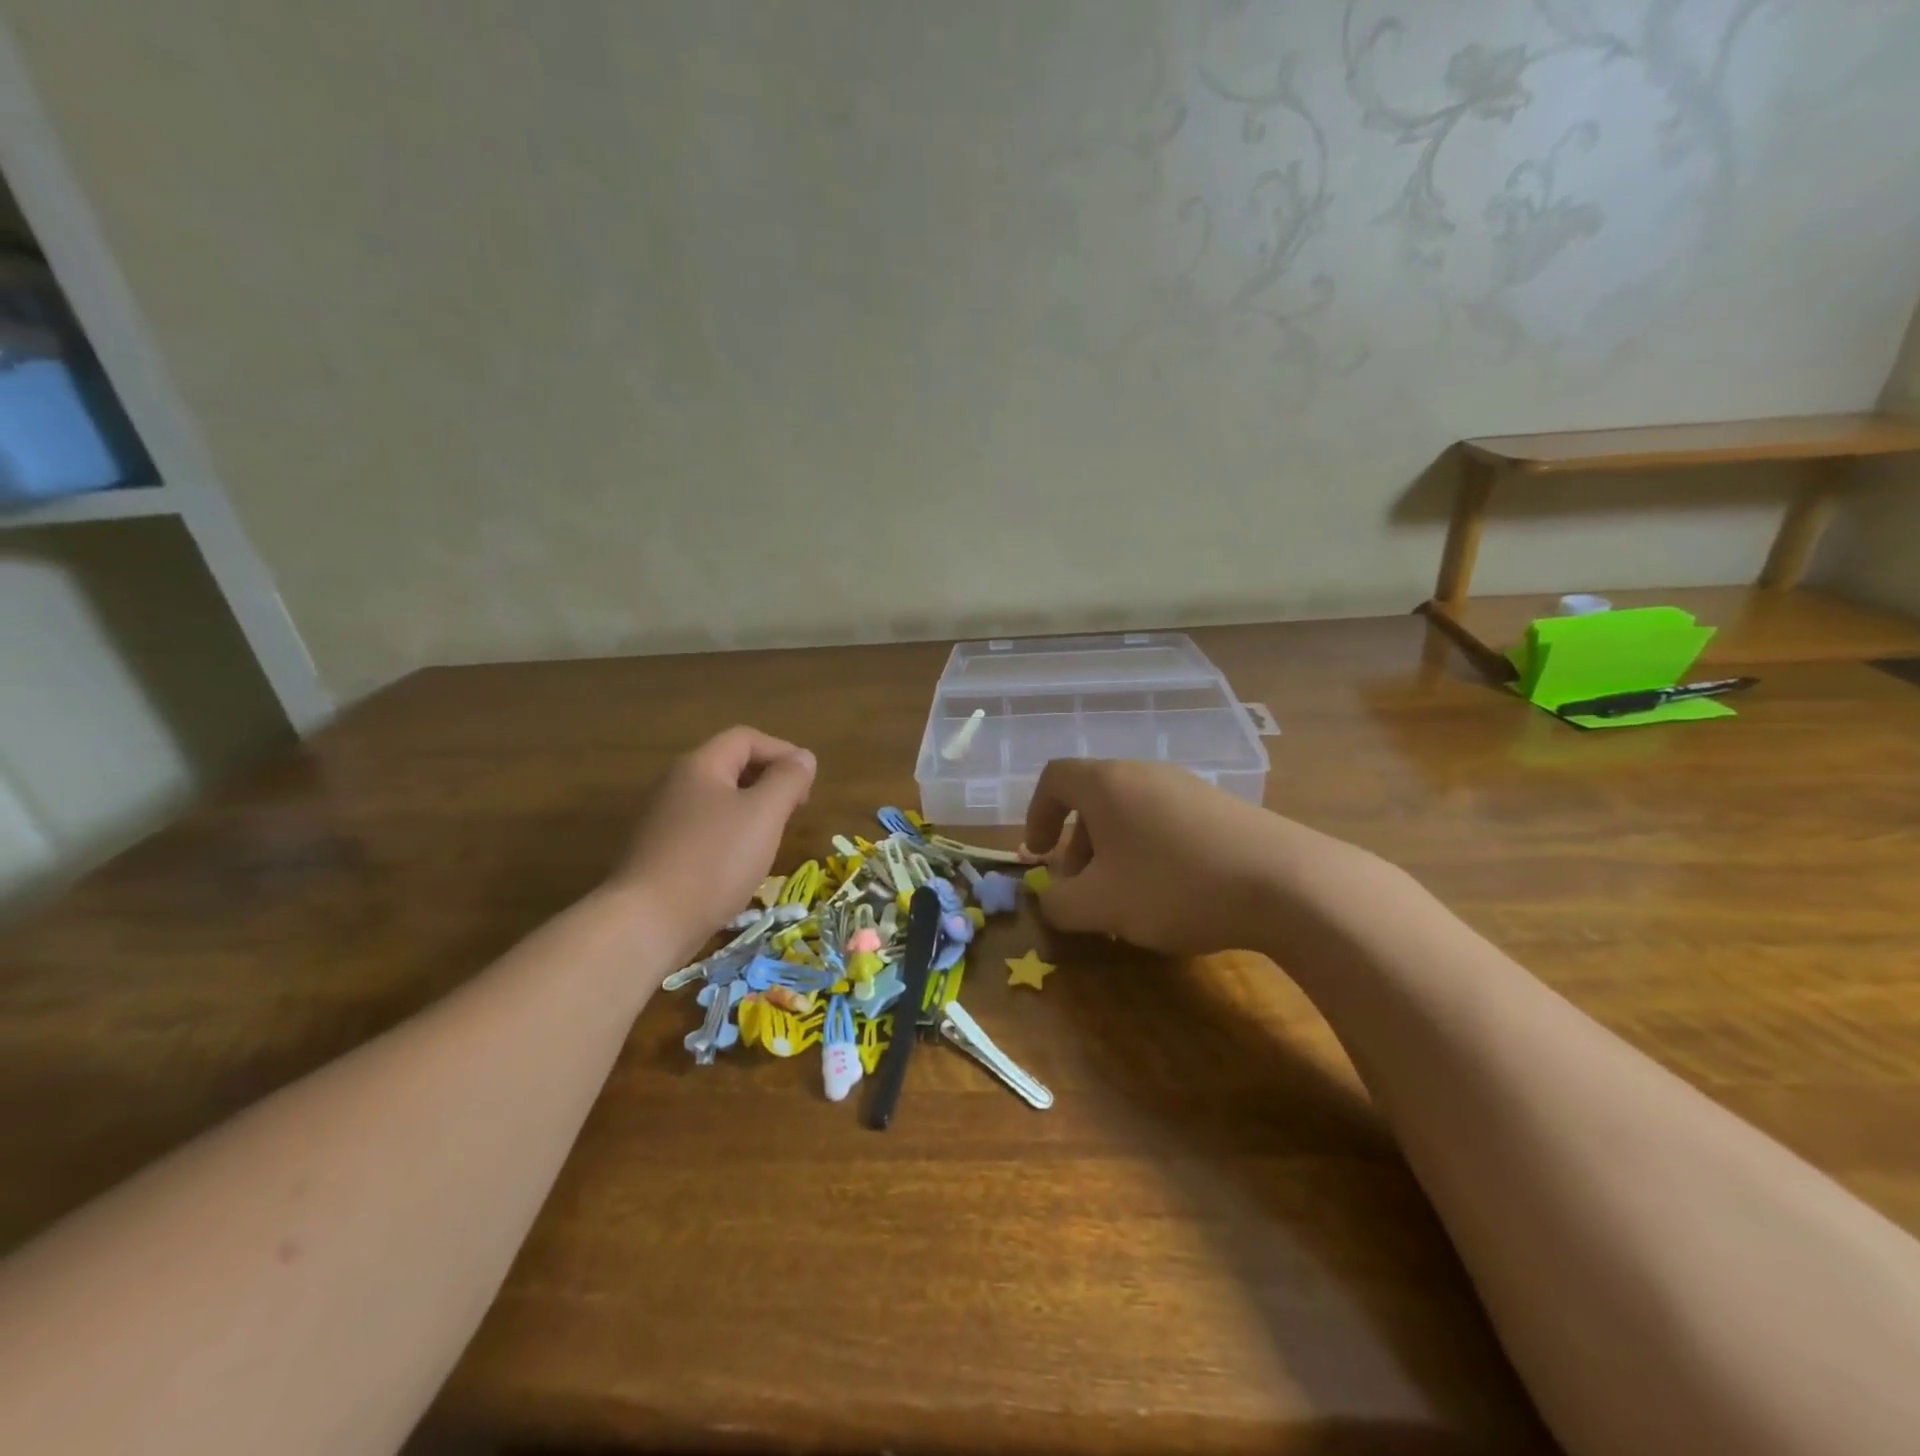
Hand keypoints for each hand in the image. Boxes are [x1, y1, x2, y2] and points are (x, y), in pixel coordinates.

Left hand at [612, 726, 815, 962]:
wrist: (648, 923)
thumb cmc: (713, 860)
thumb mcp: (764, 814)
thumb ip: (787, 780)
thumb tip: (803, 758)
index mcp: (700, 766)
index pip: (745, 738)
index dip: (782, 752)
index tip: (807, 784)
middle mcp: (677, 785)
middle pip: (730, 767)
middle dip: (769, 781)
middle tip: (795, 810)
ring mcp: (664, 821)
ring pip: (719, 801)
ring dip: (752, 811)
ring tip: (774, 838)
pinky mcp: (661, 854)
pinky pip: (705, 831)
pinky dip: (732, 837)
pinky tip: (742, 865)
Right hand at [1023, 758, 1297, 955]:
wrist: (1286, 883)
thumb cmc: (1175, 885)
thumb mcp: (1102, 905)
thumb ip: (1060, 903)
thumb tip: (1049, 898)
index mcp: (1107, 784)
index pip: (1055, 778)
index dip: (1036, 814)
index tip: (1038, 854)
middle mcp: (1145, 773)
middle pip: (1094, 799)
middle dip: (1078, 845)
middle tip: (1084, 889)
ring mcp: (1188, 787)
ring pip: (1131, 814)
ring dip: (1115, 853)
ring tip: (1127, 901)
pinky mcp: (1221, 808)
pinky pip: (1166, 823)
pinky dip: (1151, 853)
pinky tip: (1173, 896)